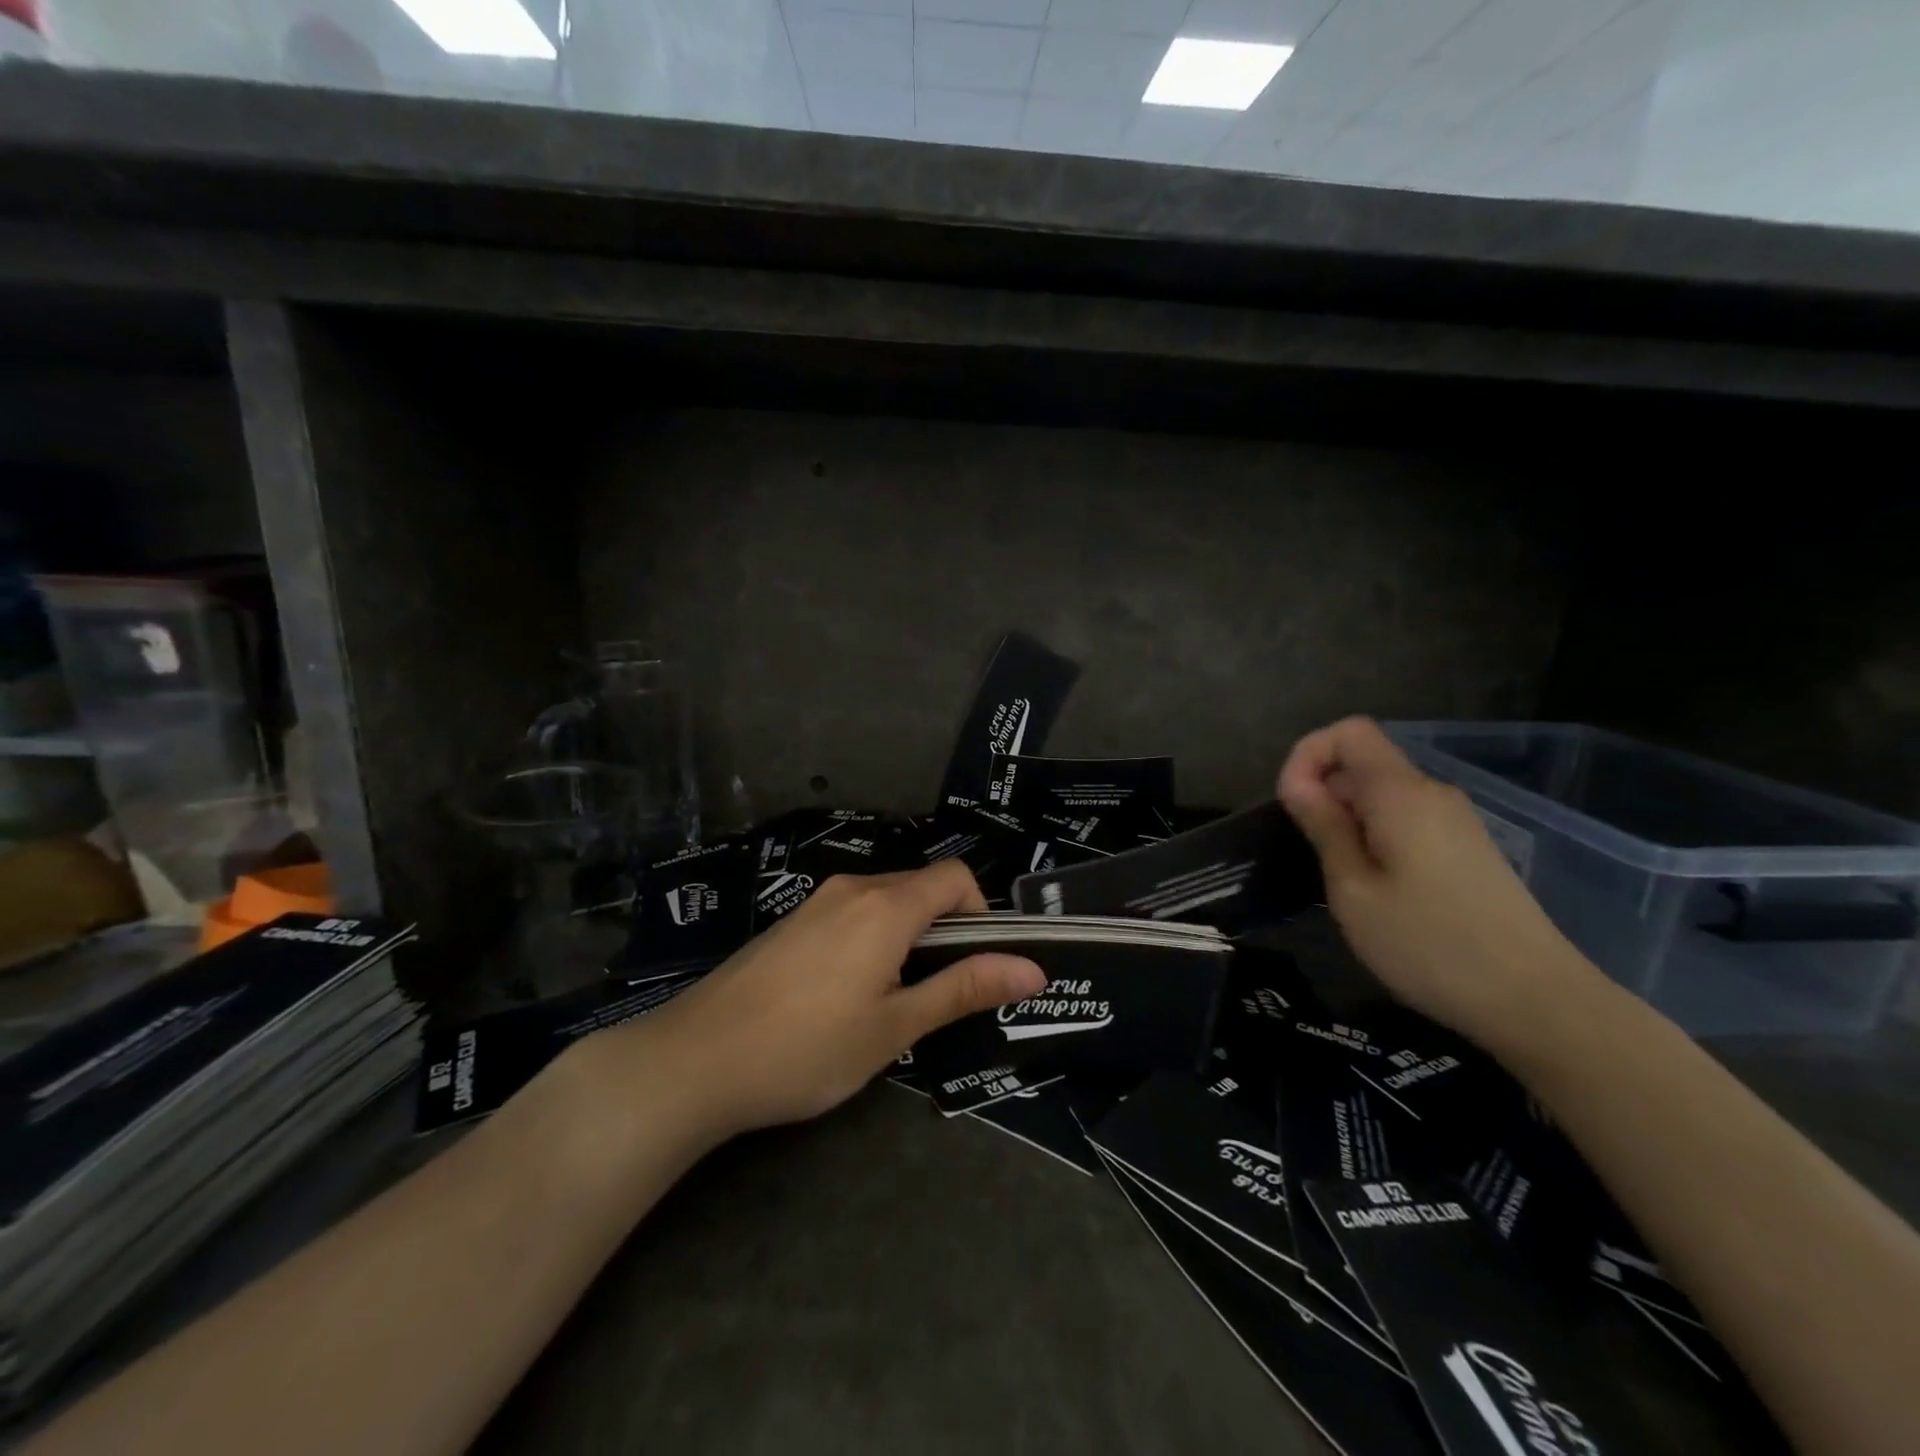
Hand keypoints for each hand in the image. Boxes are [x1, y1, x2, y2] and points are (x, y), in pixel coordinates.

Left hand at [627, 860, 1044, 1137]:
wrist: (695, 1060)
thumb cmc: (808, 1048)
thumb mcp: (896, 1026)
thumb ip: (964, 988)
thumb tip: (1032, 968)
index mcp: (886, 906)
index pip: (956, 877)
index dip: (982, 913)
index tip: (976, 965)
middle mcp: (853, 888)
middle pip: (921, 887)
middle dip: (945, 930)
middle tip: (938, 995)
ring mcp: (816, 902)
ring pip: (885, 901)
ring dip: (907, 937)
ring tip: (892, 1000)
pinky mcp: (791, 922)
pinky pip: (851, 914)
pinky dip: (871, 940)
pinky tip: (845, 996)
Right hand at [1276, 717, 1598, 1039]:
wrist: (1536, 1002)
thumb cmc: (1428, 944)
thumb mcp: (1353, 890)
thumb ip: (1324, 827)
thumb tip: (1298, 784)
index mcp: (1402, 793)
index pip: (1349, 732)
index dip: (1307, 756)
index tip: (1291, 806)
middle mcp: (1432, 794)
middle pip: (1364, 763)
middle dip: (1323, 793)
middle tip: (1310, 854)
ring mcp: (1456, 822)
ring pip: (1383, 796)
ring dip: (1348, 821)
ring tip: (1342, 879)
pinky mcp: (1467, 849)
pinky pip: (1406, 821)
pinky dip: (1376, 837)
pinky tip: (1378, 890)